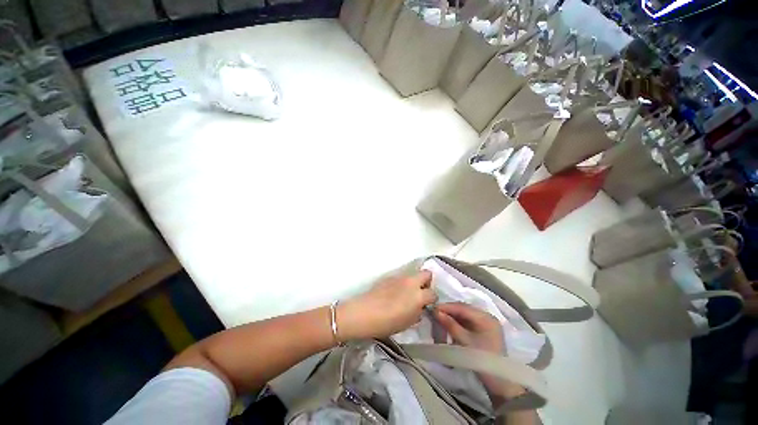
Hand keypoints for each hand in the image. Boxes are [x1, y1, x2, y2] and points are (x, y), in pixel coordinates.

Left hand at [339, 271, 436, 339]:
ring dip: (413, 283)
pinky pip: (400, 278)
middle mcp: (411, 282)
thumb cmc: (388, 323)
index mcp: (418, 295)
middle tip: (421, 293)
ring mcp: (399, 277)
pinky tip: (394, 294)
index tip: (428, 305)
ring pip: (412, 275)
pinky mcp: (389, 277)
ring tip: (406, 295)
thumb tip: (420, 308)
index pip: (433, 293)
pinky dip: (402, 284)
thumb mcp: (407, 323)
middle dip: (427, 282)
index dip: (432, 300)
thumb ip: (417, 313)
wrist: (365, 313)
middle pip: (426, 274)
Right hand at [434, 302, 504, 353]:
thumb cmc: (482, 360)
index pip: (462, 307)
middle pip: (463, 310)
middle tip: (435, 315)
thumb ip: (450, 324)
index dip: (446, 307)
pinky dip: (457, 324)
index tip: (432, 308)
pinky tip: (449, 328)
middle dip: (448, 312)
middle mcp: (486, 317)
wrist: (500, 383)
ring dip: (452, 318)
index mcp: (485, 317)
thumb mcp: (465, 341)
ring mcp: (486, 324)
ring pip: (464, 316)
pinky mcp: (483, 331)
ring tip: (440, 322)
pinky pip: (467, 323)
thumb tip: (435, 311)